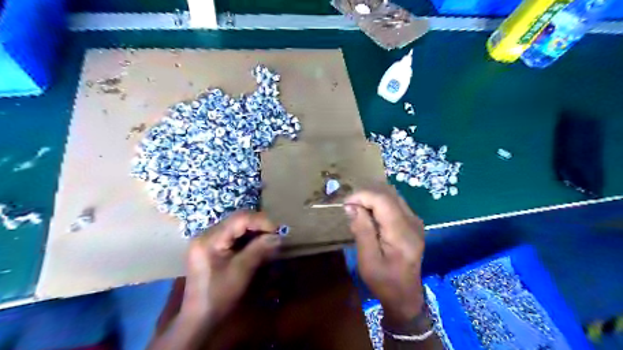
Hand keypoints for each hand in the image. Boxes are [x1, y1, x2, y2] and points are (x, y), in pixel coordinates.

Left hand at [182, 209, 281, 323]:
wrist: (199, 318)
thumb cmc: (219, 296)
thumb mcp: (241, 271)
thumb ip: (260, 249)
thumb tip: (279, 236)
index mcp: (210, 239)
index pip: (239, 219)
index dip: (261, 221)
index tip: (278, 230)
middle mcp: (206, 234)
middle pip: (237, 219)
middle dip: (259, 224)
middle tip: (275, 234)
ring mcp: (207, 240)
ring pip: (236, 226)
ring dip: (254, 230)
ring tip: (269, 238)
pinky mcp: (211, 246)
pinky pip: (233, 235)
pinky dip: (247, 238)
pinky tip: (257, 244)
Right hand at [344, 186, 426, 328]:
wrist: (405, 296)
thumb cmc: (384, 282)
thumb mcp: (368, 261)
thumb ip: (362, 231)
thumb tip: (352, 206)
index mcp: (402, 232)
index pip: (382, 199)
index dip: (362, 196)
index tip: (346, 205)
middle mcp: (412, 221)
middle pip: (388, 193)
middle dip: (366, 195)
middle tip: (350, 208)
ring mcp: (415, 220)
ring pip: (392, 195)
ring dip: (372, 198)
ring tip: (358, 210)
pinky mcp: (412, 222)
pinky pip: (394, 203)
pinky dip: (379, 203)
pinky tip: (370, 215)